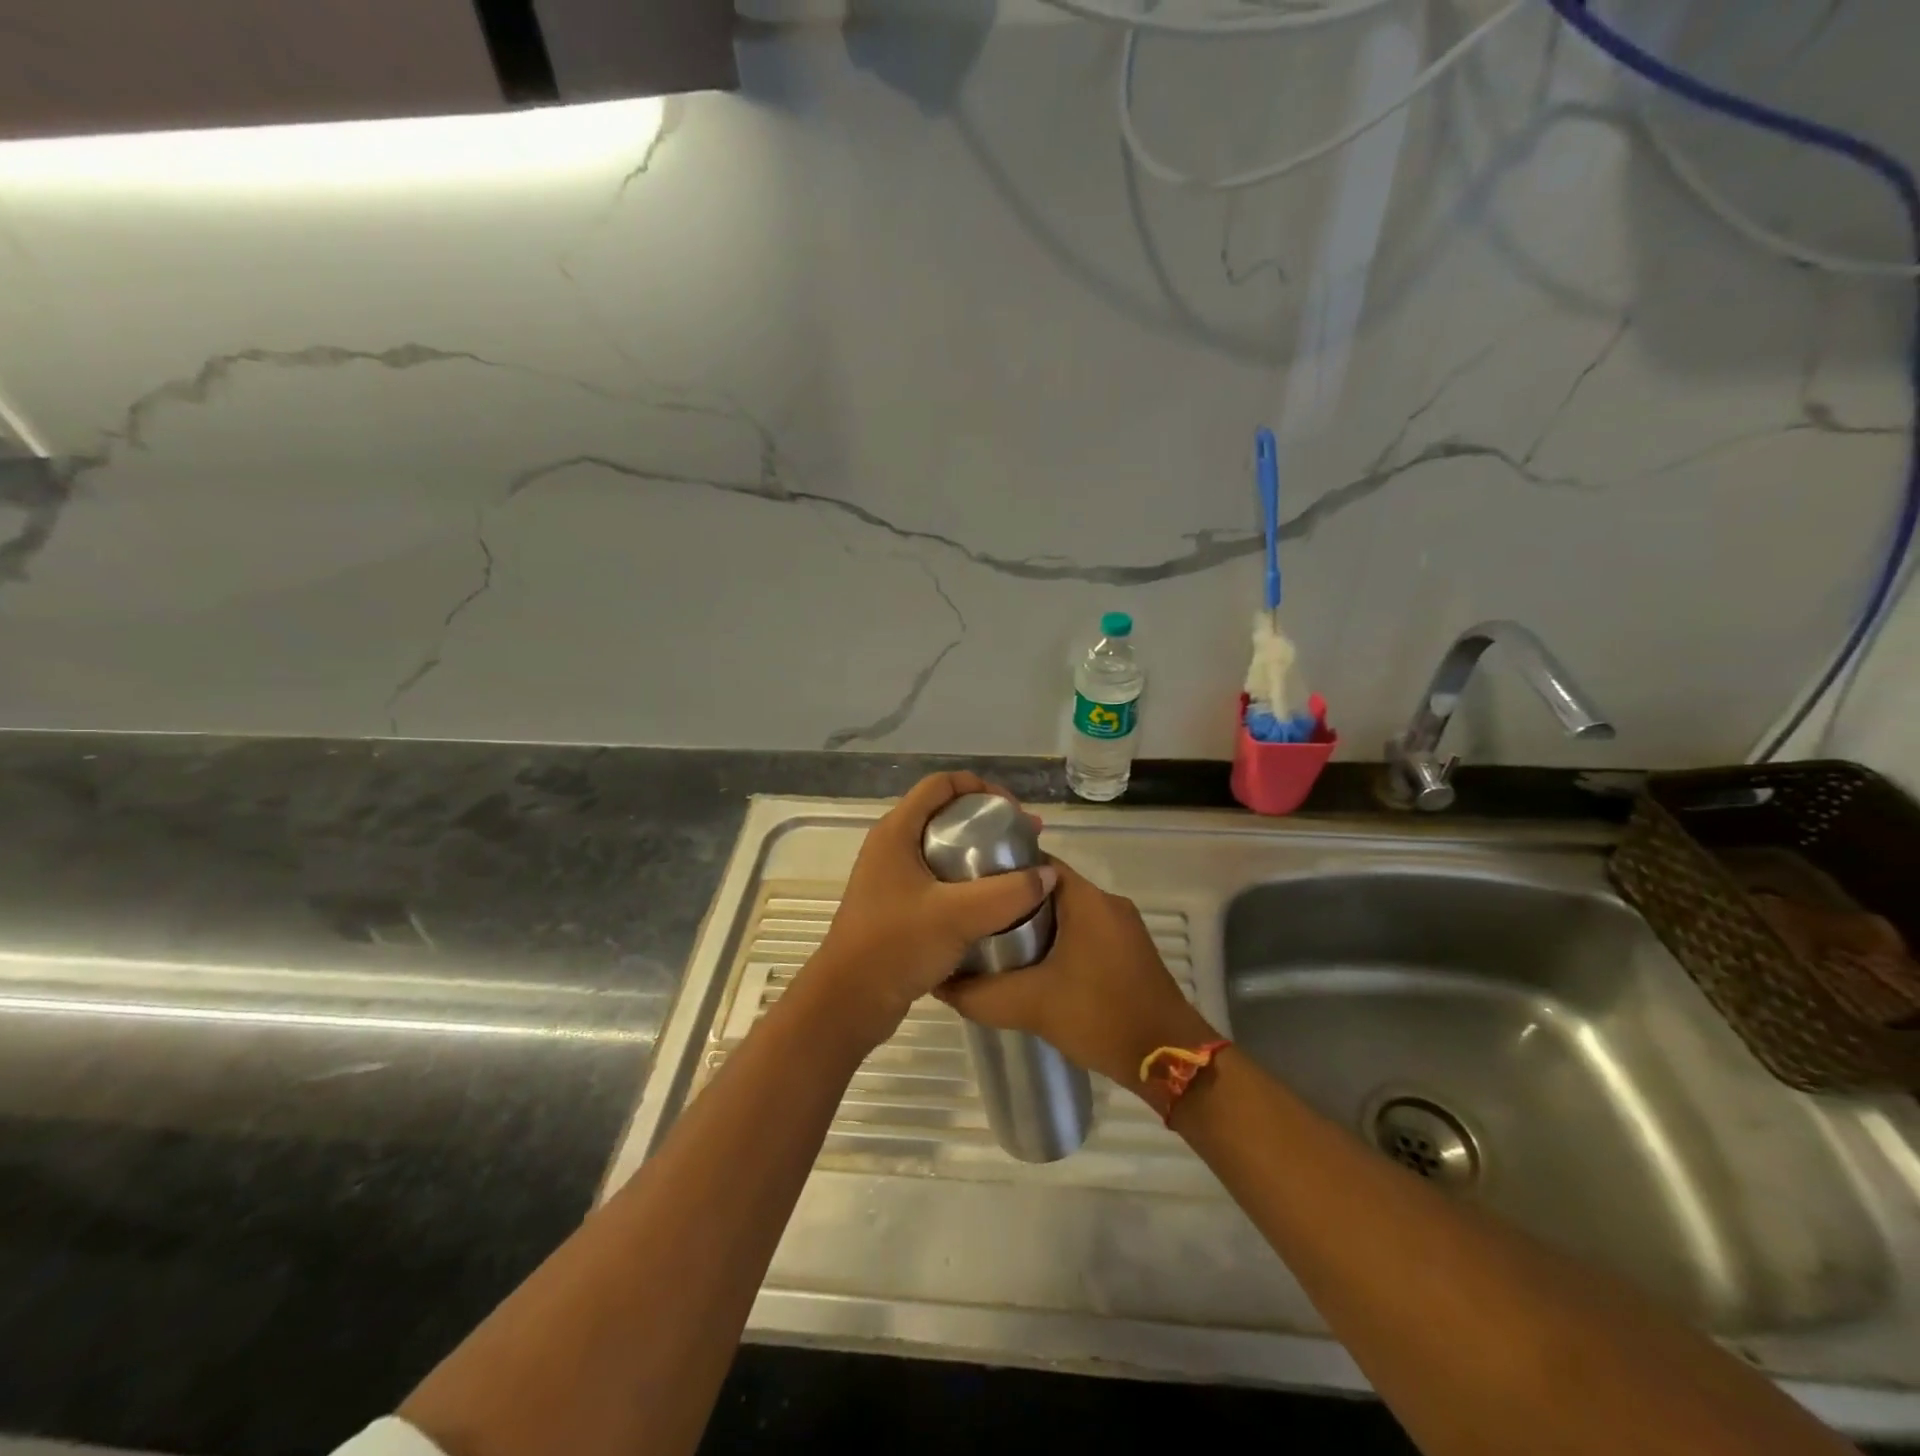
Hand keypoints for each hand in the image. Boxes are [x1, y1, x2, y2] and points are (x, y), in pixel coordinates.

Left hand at [805, 772, 1056, 1049]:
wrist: (849, 1001)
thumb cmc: (896, 946)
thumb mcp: (958, 916)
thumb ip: (1009, 893)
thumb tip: (1048, 874)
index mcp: (896, 832)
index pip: (941, 784)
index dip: (981, 787)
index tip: (1013, 811)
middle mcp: (890, 846)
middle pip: (943, 813)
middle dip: (986, 821)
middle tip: (1022, 840)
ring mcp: (891, 877)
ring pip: (941, 848)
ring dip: (977, 853)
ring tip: (1014, 871)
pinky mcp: (896, 905)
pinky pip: (937, 878)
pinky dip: (965, 880)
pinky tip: (991, 903)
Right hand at [936, 858, 1216, 1093]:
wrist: (1170, 1059)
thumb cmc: (1101, 1016)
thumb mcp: (1030, 1006)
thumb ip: (979, 994)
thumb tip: (939, 984)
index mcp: (1086, 899)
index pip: (1035, 862)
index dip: (999, 870)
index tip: (967, 886)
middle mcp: (1106, 902)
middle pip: (1048, 887)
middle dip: (1011, 901)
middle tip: (973, 919)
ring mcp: (1121, 926)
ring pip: (1066, 911)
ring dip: (1033, 923)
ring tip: (992, 943)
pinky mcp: (1127, 950)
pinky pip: (1083, 930)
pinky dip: (1056, 939)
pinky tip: (1032, 966)